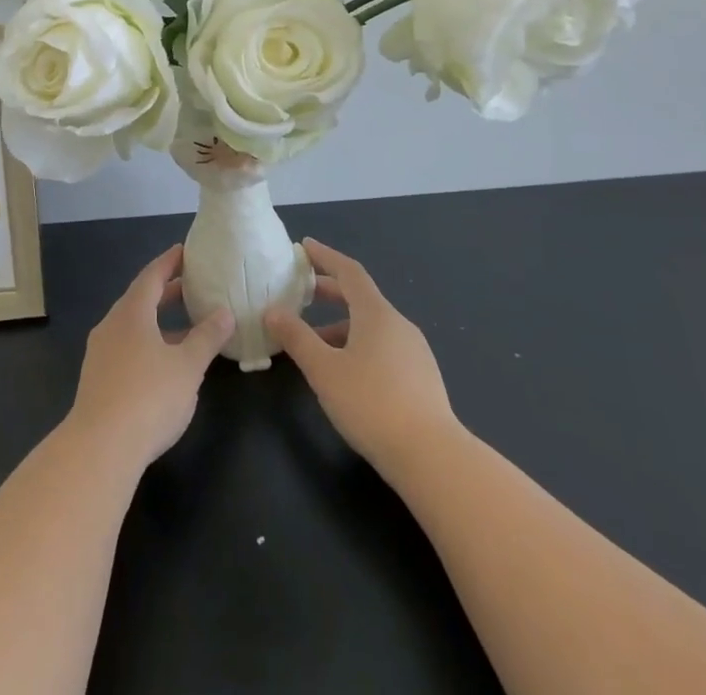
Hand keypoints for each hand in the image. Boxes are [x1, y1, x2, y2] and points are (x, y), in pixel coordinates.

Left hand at [64, 245, 233, 471]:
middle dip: (167, 292)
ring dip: (159, 321)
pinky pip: (127, 347)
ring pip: (134, 326)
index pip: (152, 276)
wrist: (100, 448)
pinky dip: (149, 343)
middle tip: (192, 285)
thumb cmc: (148, 397)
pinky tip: (166, 363)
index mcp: (131, 312)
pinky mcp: (98, 379)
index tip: (185, 251)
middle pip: (140, 299)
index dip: (169, 262)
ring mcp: (101, 352)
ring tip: (186, 326)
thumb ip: (206, 337)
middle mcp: (112, 325)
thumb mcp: (187, 366)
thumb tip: (225, 312)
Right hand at [264, 238, 459, 473]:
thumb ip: (296, 337)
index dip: (325, 257)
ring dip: (341, 325)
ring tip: (314, 342)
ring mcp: (414, 352)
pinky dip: (359, 345)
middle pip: (361, 297)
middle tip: (301, 293)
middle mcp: (398, 325)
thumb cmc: (372, 404)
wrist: (433, 458)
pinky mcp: (422, 379)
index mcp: (376, 313)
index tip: (304, 247)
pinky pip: (384, 347)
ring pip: (372, 326)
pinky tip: (345, 372)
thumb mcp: (323, 370)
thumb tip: (272, 311)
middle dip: (330, 291)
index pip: (349, 271)